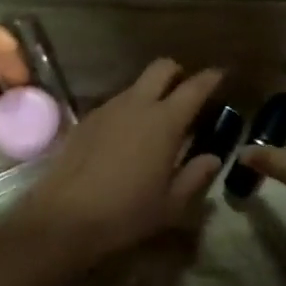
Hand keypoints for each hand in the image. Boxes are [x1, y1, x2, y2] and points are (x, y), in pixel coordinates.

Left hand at [9, 59, 223, 266]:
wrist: (64, 217)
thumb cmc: (126, 213)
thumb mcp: (171, 204)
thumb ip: (196, 176)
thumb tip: (212, 158)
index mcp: (165, 122)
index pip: (194, 87)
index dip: (211, 78)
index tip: (221, 75)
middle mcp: (136, 104)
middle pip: (161, 68)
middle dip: (177, 73)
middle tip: (186, 92)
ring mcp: (107, 109)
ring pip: (135, 85)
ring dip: (150, 92)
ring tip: (157, 120)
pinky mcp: (85, 120)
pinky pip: (115, 103)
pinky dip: (129, 109)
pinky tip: (127, 136)